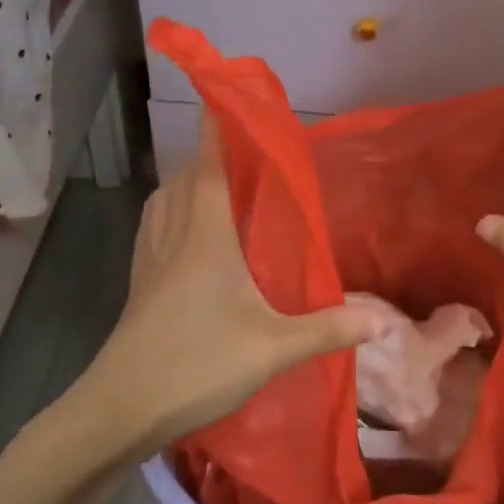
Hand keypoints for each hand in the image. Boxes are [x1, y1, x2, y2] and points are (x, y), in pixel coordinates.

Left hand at [82, 119, 383, 454]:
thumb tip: (382, 321)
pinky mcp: (139, 283)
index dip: (214, 129)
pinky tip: (182, 231)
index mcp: (205, 236)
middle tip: (238, 147)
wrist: (121, 407)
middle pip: (185, 178)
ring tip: (212, 182)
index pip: (208, 166)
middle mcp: (174, 235)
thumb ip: (327, 330)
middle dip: (206, 153)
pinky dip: (168, 210)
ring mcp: (150, 259)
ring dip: (185, 181)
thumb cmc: (197, 364)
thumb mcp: (272, 348)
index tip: (221, 97)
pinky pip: (153, 227)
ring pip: (164, 200)